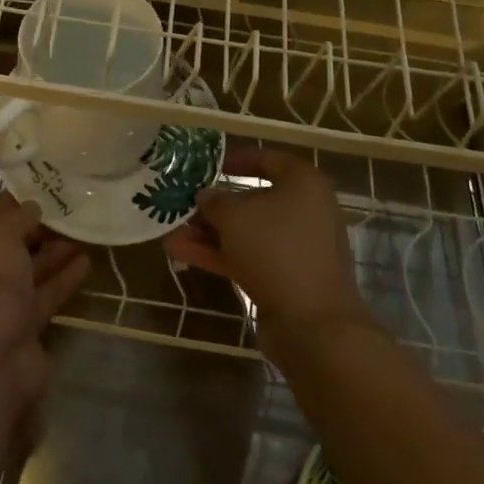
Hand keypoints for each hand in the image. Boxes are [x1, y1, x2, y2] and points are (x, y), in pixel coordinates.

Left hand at [0, 195, 89, 421]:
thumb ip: (17, 217)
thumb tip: (32, 207)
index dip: (11, 203)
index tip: (42, 188)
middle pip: (7, 245)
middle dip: (36, 228)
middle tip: (70, 208)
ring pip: (27, 270)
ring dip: (54, 251)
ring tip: (85, 230)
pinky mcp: (21, 327)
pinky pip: (44, 295)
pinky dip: (62, 279)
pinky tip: (87, 262)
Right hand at [163, 145, 372, 347]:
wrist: (313, 323)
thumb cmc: (276, 249)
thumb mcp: (235, 216)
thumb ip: (215, 201)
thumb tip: (206, 195)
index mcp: (303, 184)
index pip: (269, 159)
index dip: (238, 159)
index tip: (210, 165)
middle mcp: (305, 211)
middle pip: (254, 201)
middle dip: (214, 206)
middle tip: (183, 204)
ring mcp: (296, 248)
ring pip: (247, 233)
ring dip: (209, 233)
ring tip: (171, 234)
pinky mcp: (287, 278)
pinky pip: (249, 257)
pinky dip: (219, 255)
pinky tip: (182, 254)